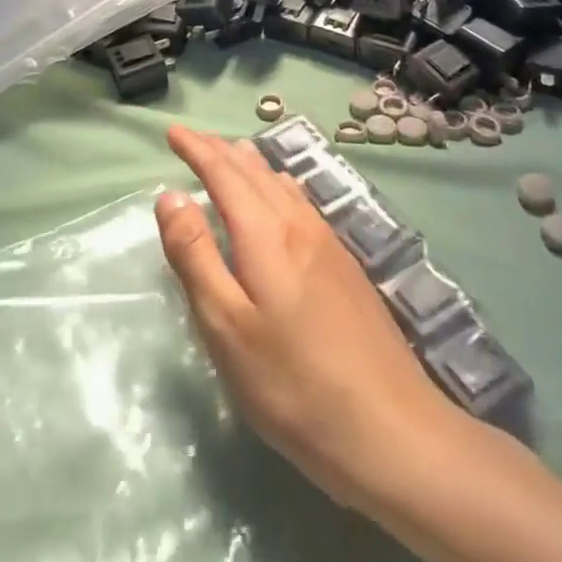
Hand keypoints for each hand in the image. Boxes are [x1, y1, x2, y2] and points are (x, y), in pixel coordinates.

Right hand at [155, 125, 450, 510]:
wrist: (391, 430)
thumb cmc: (292, 384)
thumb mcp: (226, 326)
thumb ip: (195, 256)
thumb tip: (170, 196)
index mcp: (266, 234)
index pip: (223, 174)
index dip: (196, 149)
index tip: (172, 132)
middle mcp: (299, 225)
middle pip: (254, 172)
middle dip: (220, 150)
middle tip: (193, 139)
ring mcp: (329, 244)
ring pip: (282, 185)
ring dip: (251, 165)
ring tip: (232, 153)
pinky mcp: (346, 267)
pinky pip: (303, 204)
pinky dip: (279, 186)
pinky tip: (284, 197)